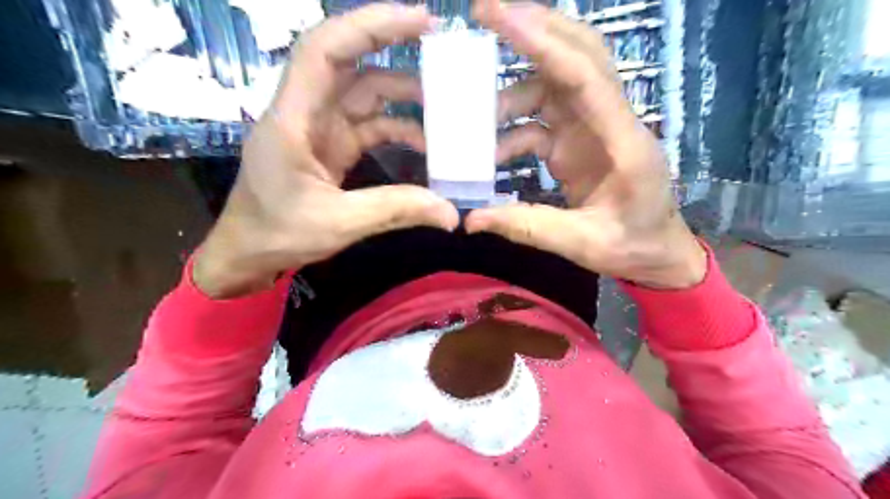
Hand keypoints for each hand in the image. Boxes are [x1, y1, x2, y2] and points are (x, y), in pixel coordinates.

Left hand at [196, 6, 457, 297]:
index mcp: (293, 118)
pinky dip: (398, 128)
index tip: (419, 21)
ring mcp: (321, 127)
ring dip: (404, 96)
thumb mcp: (339, 224)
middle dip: (394, 47)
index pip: (326, 50)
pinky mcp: (332, 145)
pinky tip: (424, 144)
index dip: (370, 26)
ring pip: (365, 93)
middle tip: (443, 51)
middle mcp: (306, 111)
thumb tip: (450, 214)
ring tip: (445, 107)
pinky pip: (370, 124)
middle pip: (350, 62)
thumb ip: (396, 210)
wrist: (250, 252)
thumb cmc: (278, 233)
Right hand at [469, 0, 705, 288]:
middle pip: (578, 54)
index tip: (499, 15)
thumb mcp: (583, 244)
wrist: (658, 252)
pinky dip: (514, 128)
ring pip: (555, 83)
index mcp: (624, 141)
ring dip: (513, 90)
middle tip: (484, 13)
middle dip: (534, 29)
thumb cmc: (633, 245)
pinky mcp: (580, 140)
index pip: (583, 76)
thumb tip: (471, 221)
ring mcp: (595, 127)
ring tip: (474, 114)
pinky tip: (493, 153)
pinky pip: (543, 118)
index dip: (542, 42)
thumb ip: (528, 228)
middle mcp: (611, 121)